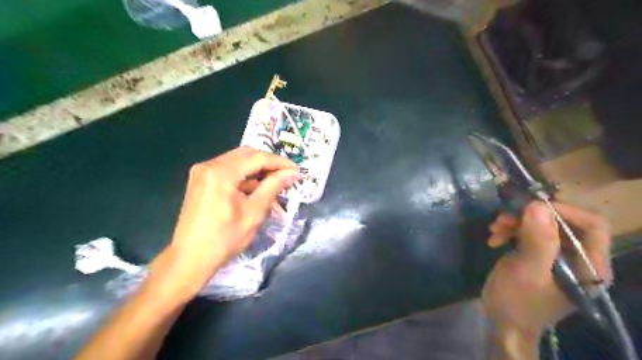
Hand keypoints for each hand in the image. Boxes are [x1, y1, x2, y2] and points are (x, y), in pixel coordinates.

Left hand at [149, 148, 299, 298]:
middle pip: (246, 155)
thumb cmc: (224, 238)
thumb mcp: (254, 212)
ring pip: (238, 163)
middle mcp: (209, 165)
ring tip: (275, 188)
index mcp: (221, 172)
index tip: (296, 170)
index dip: (280, 162)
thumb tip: (292, 173)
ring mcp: (202, 173)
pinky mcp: (201, 182)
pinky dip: (245, 180)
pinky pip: (228, 173)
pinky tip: (257, 193)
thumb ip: (273, 187)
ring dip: (257, 173)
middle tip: (286, 176)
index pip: (257, 158)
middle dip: (269, 164)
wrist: (190, 259)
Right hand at [482, 201, 610, 337]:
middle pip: (562, 222)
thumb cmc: (518, 301)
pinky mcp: (537, 254)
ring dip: (516, 223)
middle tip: (504, 218)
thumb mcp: (527, 271)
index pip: (592, 226)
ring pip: (541, 225)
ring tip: (495, 228)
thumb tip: (537, 205)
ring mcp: (555, 256)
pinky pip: (527, 233)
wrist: (502, 321)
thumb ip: (537, 240)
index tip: (532, 207)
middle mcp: (577, 258)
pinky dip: (510, 231)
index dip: (565, 211)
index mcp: (589, 266)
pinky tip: (494, 238)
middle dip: (531, 217)